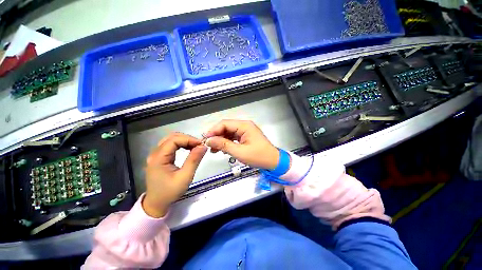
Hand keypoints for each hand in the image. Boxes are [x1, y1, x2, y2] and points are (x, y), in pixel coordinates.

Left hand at [142, 133, 206, 217]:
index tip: (201, 144)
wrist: (156, 203)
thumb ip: (194, 160)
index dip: (189, 139)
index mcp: (158, 158)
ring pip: (171, 140)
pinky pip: (171, 145)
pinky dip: (181, 144)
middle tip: (199, 145)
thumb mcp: (185, 177)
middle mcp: (155, 153)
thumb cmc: (170, 192)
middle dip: (187, 139)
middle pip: (172, 137)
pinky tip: (189, 149)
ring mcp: (156, 155)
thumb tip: (203, 146)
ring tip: (195, 147)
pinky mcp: (160, 157)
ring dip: (185, 141)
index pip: (174, 140)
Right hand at [204, 120, 278, 169]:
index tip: (205, 139)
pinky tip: (222, 149)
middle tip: (209, 145)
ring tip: (214, 150)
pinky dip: (227, 143)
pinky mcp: (245, 137)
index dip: (213, 130)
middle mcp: (244, 126)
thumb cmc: (258, 156)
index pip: (224, 123)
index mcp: (244, 126)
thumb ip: (223, 145)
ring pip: (229, 133)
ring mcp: (245, 131)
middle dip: (216, 136)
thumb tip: (209, 140)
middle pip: (226, 127)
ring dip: (221, 140)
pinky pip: (233, 137)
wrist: (273, 162)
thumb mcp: (239, 152)